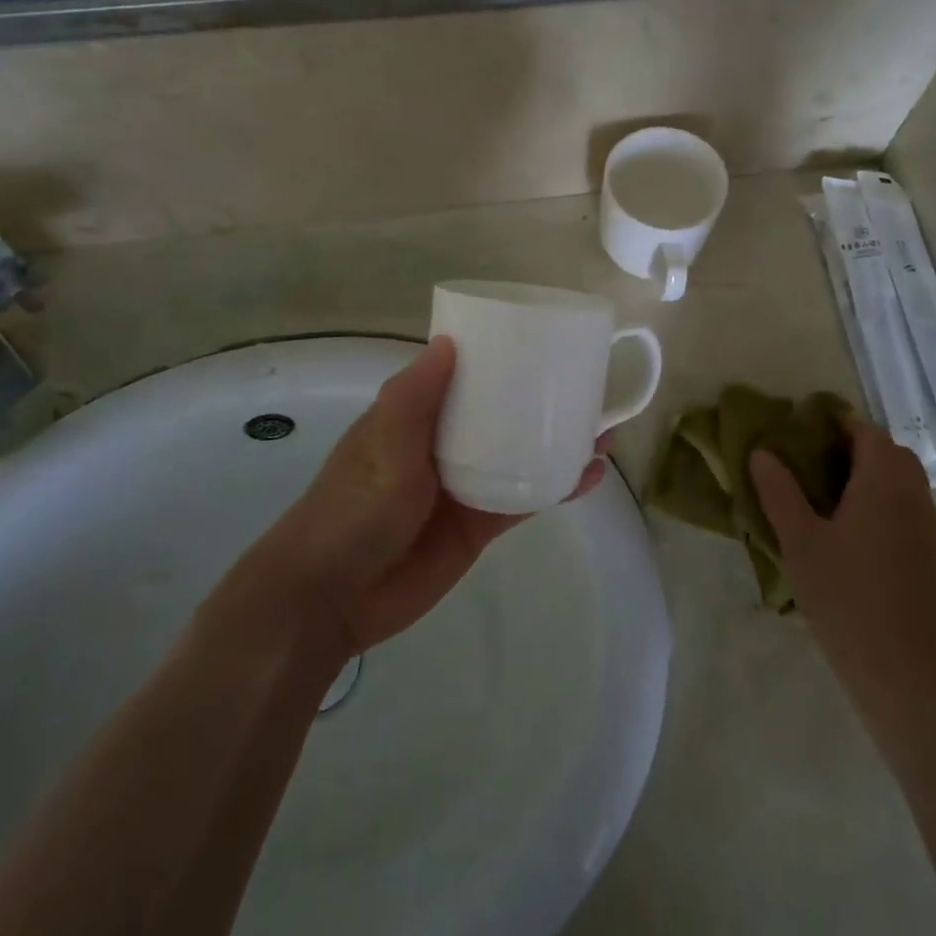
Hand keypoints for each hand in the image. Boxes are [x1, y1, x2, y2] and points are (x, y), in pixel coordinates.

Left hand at [257, 338, 609, 655]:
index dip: (499, 355)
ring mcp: (466, 484)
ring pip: (521, 454)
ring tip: (602, 428)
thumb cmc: (352, 509)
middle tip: (588, 384)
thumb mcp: (381, 445)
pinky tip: (589, 476)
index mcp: (418, 414)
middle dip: (541, 399)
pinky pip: (525, 498)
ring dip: (558, 441)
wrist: (332, 597)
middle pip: (502, 413)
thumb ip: (413, 397)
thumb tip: (449, 342)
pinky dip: (556, 486)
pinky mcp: (480, 523)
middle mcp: (446, 443)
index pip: (464, 373)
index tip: (542, 337)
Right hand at [751, 418, 935, 701]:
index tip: (801, 432)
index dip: (835, 424)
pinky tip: (851, 530)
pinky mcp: (930, 554)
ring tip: (826, 495)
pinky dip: (882, 501)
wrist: (904, 670)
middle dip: (853, 447)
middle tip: (811, 461)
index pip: (865, 431)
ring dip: (870, 474)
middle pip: (888, 452)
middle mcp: (914, 494)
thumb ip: (779, 491)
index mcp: (884, 481)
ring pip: (901, 480)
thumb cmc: (846, 596)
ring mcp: (928, 526)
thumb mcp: (799, 541)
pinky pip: (906, 507)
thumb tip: (762, 452)